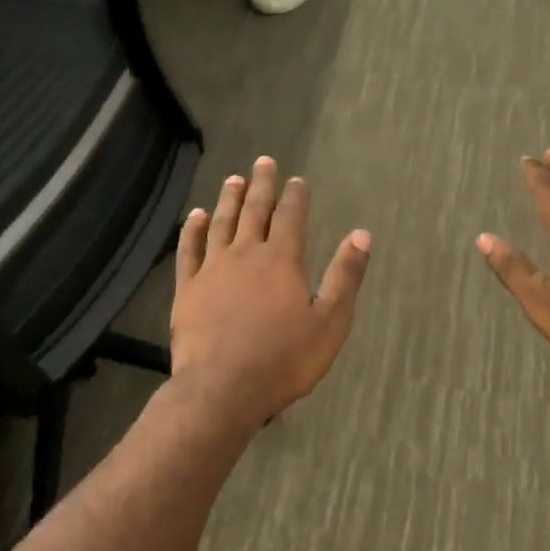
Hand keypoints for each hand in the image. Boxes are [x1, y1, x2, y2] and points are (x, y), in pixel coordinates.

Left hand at [171, 158, 371, 430]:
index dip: (295, 196)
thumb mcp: (330, 323)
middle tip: (263, 161)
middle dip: (261, 185)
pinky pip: (189, 249)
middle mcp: (246, 254)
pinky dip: (193, 229)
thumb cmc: (284, 360)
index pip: (291, 217)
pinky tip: (195, 216)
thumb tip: (361, 234)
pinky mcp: (188, 288)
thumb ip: (345, 276)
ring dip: (229, 199)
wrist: (222, 389)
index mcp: (282, 260)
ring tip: (234, 179)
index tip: (297, 180)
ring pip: (221, 223)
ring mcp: (213, 269)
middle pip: (254, 210)